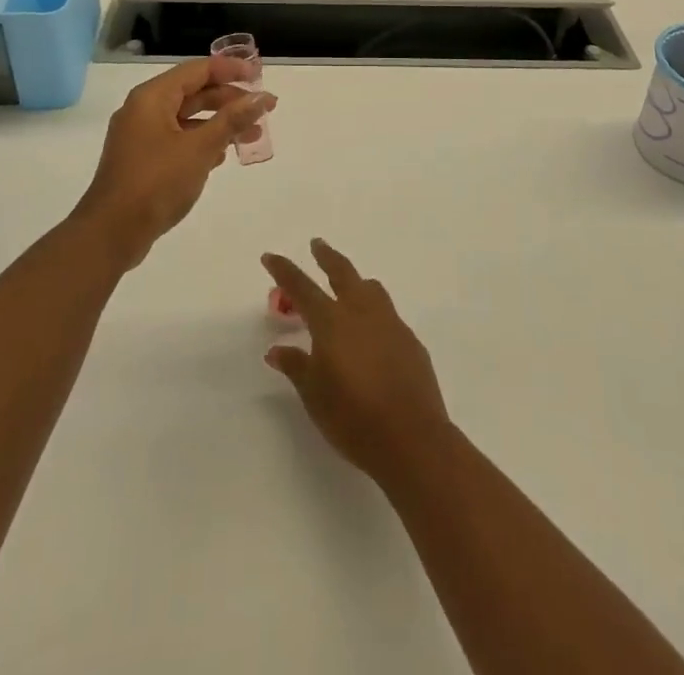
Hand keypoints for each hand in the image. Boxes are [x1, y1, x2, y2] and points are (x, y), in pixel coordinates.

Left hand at [70, 56, 273, 268]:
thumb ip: (232, 120)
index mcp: (152, 97)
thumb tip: (263, 97)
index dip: (231, 70)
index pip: (198, 69)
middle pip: (193, 92)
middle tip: (262, 111)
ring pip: (187, 118)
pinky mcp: (142, 159)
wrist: (111, 233)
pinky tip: (222, 155)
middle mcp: (144, 109)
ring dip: (219, 123)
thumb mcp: (200, 148)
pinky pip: (178, 139)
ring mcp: (141, 135)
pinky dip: (202, 141)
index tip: (259, 78)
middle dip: (229, 100)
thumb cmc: (156, 182)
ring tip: (252, 136)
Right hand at [262, 238, 451, 480]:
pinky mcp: (410, 340)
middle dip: (326, 256)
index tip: (271, 256)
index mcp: (332, 322)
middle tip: (317, 244)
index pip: (302, 287)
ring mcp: (390, 323)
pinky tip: (372, 336)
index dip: (284, 271)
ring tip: (347, 288)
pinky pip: (388, 315)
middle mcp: (362, 312)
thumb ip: (296, 366)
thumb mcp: (314, 395)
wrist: (412, 438)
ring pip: (370, 289)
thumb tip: (277, 350)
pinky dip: (374, 314)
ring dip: (355, 282)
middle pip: (342, 272)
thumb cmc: (353, 418)